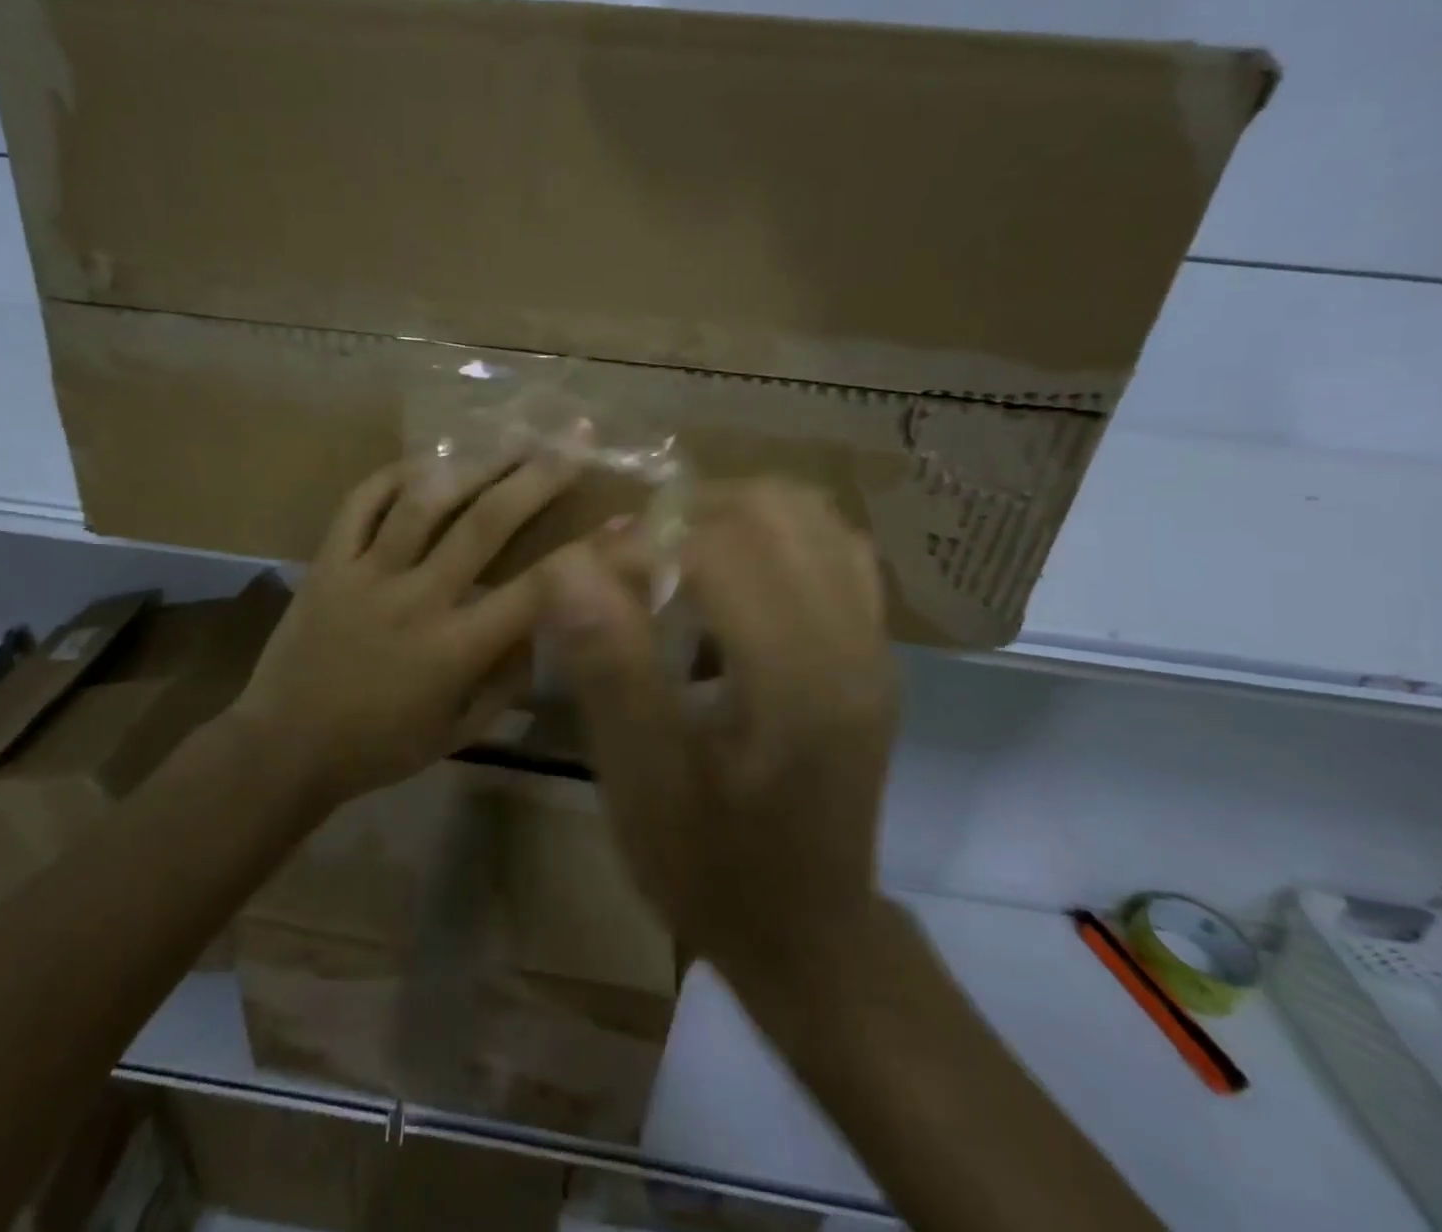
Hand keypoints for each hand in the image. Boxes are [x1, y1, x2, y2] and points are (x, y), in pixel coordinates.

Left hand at [233, 436, 586, 804]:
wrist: (283, 748)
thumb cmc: (379, 748)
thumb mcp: (458, 731)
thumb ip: (506, 680)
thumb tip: (539, 628)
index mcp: (454, 648)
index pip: (537, 591)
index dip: (590, 555)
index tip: (627, 523)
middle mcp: (415, 598)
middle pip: (485, 524)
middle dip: (538, 476)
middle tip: (573, 437)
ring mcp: (366, 574)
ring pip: (424, 502)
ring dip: (473, 464)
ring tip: (510, 436)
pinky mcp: (326, 562)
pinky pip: (358, 504)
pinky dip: (391, 476)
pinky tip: (425, 460)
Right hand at [540, 480, 898, 1014]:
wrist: (806, 931)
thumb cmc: (711, 866)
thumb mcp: (641, 783)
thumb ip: (610, 670)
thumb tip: (568, 566)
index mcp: (797, 679)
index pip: (720, 549)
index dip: (642, 543)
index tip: (590, 576)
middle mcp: (851, 643)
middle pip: (774, 510)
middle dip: (689, 513)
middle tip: (632, 556)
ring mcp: (873, 643)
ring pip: (811, 517)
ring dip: (733, 515)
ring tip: (676, 556)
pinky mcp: (873, 651)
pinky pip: (834, 550)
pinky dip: (776, 536)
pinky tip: (732, 577)